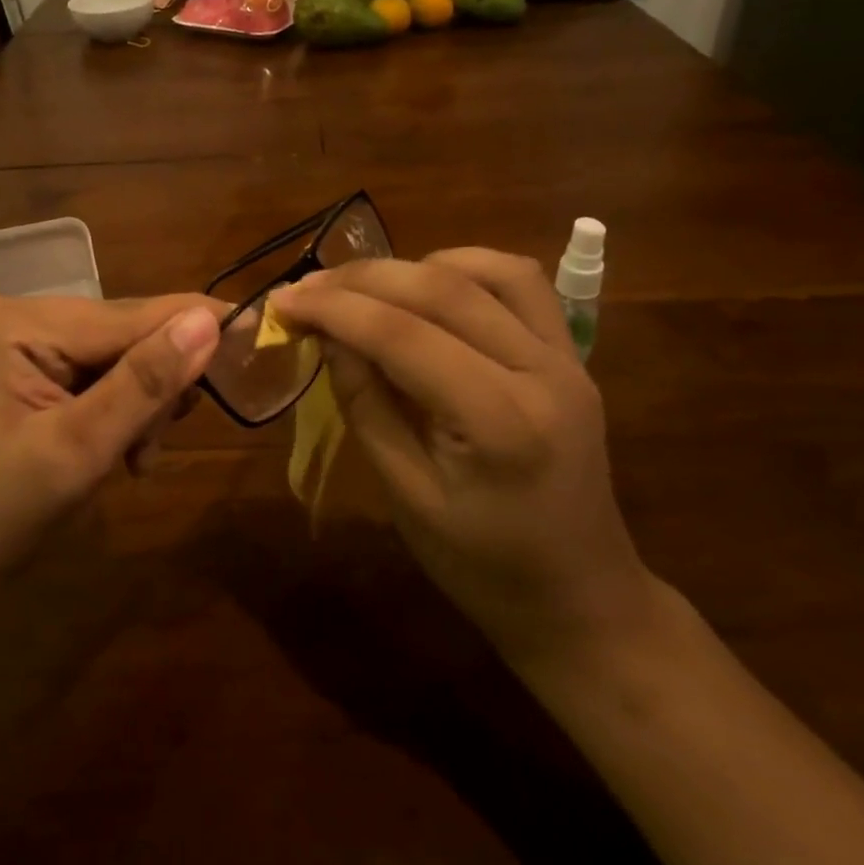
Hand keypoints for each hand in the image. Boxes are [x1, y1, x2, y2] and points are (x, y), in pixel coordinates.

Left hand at [0, 293, 220, 615]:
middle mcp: (12, 313)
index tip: (254, 327)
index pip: (123, 317)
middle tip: (156, 446)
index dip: (191, 325)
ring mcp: (16, 336)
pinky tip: (119, 449)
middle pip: (121, 333)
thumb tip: (207, 320)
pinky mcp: (25, 361)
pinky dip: (119, 407)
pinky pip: (96, 369)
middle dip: (153, 388)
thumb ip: (144, 383)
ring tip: (135, 457)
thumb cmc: (3, 516)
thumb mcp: (80, 450)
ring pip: (117, 353)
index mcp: (12, 323)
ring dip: (140, 403)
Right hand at [271, 249, 657, 675]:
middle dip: (361, 279)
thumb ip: (365, 404)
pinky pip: (521, 283)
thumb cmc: (482, 566)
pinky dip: (465, 268)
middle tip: (306, 288)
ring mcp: (566, 358)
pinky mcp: (571, 355)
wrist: (581, 598)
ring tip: (362, 287)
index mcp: (499, 422)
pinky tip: (426, 286)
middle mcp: (542, 373)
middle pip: (442, 290)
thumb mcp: (405, 495)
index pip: (403, 335)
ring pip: (486, 270)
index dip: (335, 309)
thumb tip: (327, 334)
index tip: (282, 302)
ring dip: (413, 266)